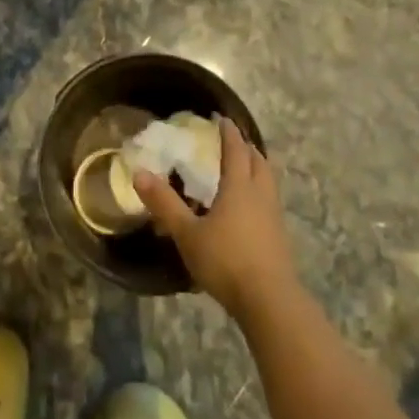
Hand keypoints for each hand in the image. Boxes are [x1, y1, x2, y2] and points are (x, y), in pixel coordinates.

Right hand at [134, 117, 297, 322]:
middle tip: (233, 141)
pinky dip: (259, 191)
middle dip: (246, 147)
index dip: (229, 133)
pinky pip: (270, 200)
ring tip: (242, 169)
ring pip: (267, 181)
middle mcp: (260, 194)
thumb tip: (139, 173)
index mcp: (239, 187)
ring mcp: (274, 215)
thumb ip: (164, 203)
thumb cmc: (225, 260)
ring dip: (256, 168)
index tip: (222, 119)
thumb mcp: (187, 233)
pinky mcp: (279, 236)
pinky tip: (248, 207)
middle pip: (258, 161)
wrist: (269, 300)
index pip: (236, 150)